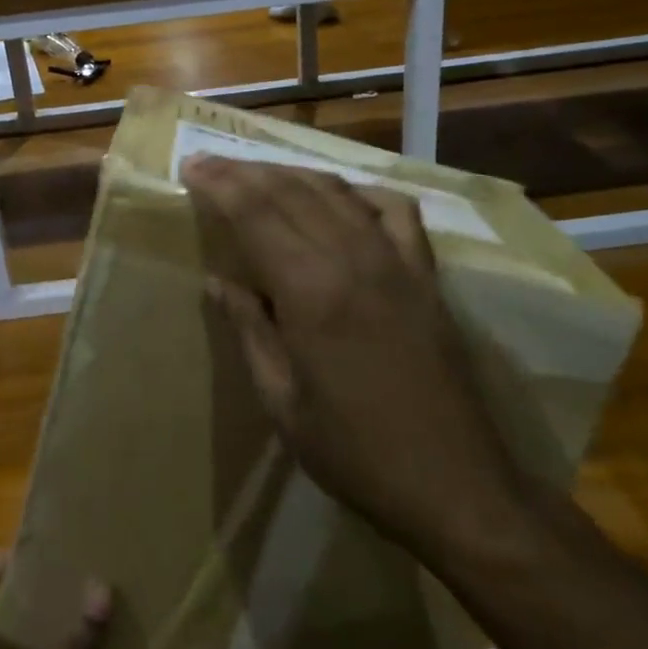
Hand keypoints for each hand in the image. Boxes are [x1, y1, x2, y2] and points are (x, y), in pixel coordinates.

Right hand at [183, 155, 527, 567]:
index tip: (191, 165)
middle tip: (210, 162)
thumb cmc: (356, 453)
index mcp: (310, 290)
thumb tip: (219, 281)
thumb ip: (250, 330)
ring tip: (257, 172)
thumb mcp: (282, 402)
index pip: (254, 212)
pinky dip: (360, 192)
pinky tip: (340, 197)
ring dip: (291, 173)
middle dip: (243, 171)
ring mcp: (396, 261)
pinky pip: (394, 210)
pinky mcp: (426, 274)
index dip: (219, 184)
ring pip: (335, 191)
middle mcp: (352, 258)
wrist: (457, 485)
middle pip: (289, 191)